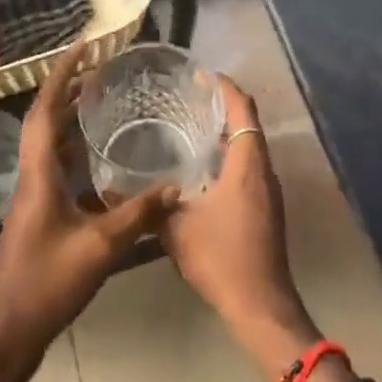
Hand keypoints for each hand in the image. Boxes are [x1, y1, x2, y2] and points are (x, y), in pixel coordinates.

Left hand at [0, 41, 177, 367]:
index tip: (83, 47)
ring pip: (48, 141)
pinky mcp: (39, 210)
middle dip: (68, 88)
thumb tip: (175, 187)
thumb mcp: (100, 248)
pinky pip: (55, 163)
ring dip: (70, 115)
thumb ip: (138, 215)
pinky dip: (74, 146)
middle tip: (99, 68)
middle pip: (44, 119)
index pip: (45, 110)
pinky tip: (98, 153)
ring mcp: (33, 194)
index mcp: (38, 174)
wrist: (9, 331)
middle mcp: (32, 175)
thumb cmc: (48, 283)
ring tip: (100, 98)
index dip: (62, 74)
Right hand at [162, 78, 309, 348]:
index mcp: (247, 164)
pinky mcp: (267, 208)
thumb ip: (150, 205)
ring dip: (227, 131)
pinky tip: (203, 167)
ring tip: (191, 126)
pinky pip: (250, 166)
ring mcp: (268, 190)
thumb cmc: (221, 260)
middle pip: (248, 123)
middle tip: (189, 98)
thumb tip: (113, 187)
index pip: (242, 109)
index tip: (202, 75)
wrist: (260, 306)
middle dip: (223, 105)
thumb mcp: (177, 230)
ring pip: (250, 146)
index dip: (225, 87)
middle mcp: (263, 170)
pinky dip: (230, 155)